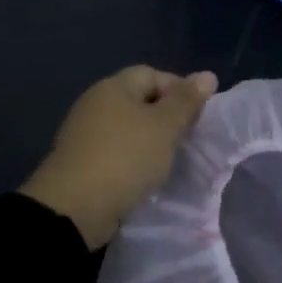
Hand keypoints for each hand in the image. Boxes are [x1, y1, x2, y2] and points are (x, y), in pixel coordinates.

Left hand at [20, 66, 218, 248]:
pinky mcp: (81, 162)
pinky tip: (145, 177)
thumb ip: (187, 101)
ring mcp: (85, 134)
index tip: (197, 116)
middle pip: (140, 101)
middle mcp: (96, 104)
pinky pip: (116, 152)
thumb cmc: (126, 157)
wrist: (74, 208)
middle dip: (166, 117)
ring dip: (151, 141)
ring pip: (129, 129)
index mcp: (114, 87)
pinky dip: (133, 160)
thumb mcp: (165, 126)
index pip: (153, 74)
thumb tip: (207, 75)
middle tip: (187, 139)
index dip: (179, 90)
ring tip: (169, 160)